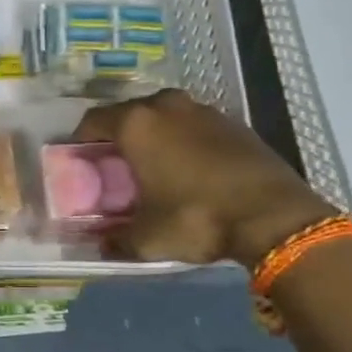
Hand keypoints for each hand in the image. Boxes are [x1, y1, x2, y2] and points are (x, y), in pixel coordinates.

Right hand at [73, 89, 334, 267]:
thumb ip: (116, 239)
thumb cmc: (196, 218)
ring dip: (154, 134)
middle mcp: (166, 106)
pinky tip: (190, 167)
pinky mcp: (232, 122)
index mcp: (136, 125)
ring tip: (153, 164)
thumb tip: (103, 244)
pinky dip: (184, 139)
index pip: (93, 121)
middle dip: (118, 135)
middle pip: (128, 113)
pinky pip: (194, 125)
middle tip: (115, 164)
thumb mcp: (147, 238)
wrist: (273, 215)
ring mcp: (202, 110)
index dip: (80, 140)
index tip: (78, 159)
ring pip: (164, 115)